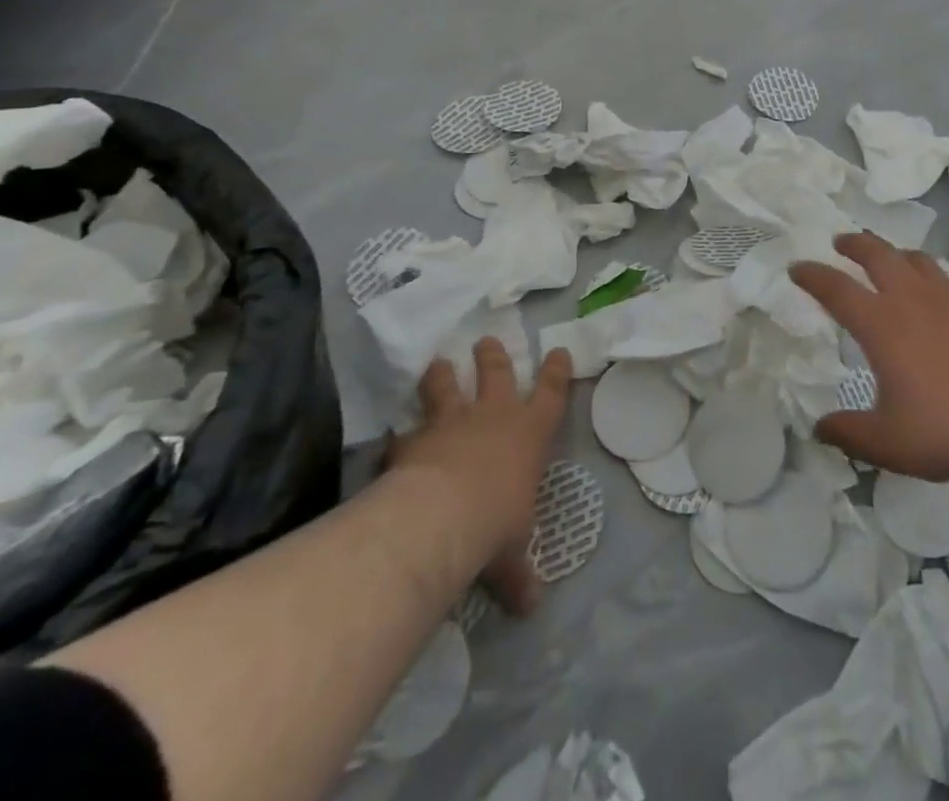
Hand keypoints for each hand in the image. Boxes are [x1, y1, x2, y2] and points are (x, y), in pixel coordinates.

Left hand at [387, 339, 571, 613]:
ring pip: (448, 386)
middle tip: (486, 341)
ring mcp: (452, 422)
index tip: (557, 350)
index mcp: (530, 434)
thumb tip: (531, 608)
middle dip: (493, 356)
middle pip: (497, 373)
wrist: (441, 517)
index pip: (552, 393)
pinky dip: (400, 433)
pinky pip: (405, 431)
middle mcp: (494, 416)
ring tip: (437, 363)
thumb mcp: (511, 555)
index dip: (557, 371)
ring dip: (443, 374)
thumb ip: (518, 576)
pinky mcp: (414, 439)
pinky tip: (391, 435)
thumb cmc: (494, 525)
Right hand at [792, 233, 948, 481]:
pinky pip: (942, 277)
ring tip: (885, 259)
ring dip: (891, 252)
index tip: (797, 267)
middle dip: (854, 244)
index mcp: (882, 324)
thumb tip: (819, 428)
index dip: (812, 275)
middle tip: (841, 243)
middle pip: (877, 254)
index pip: (836, 289)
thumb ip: (850, 435)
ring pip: (914, 259)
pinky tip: (932, 297)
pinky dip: (924, 275)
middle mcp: (912, 299)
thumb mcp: (892, 443)